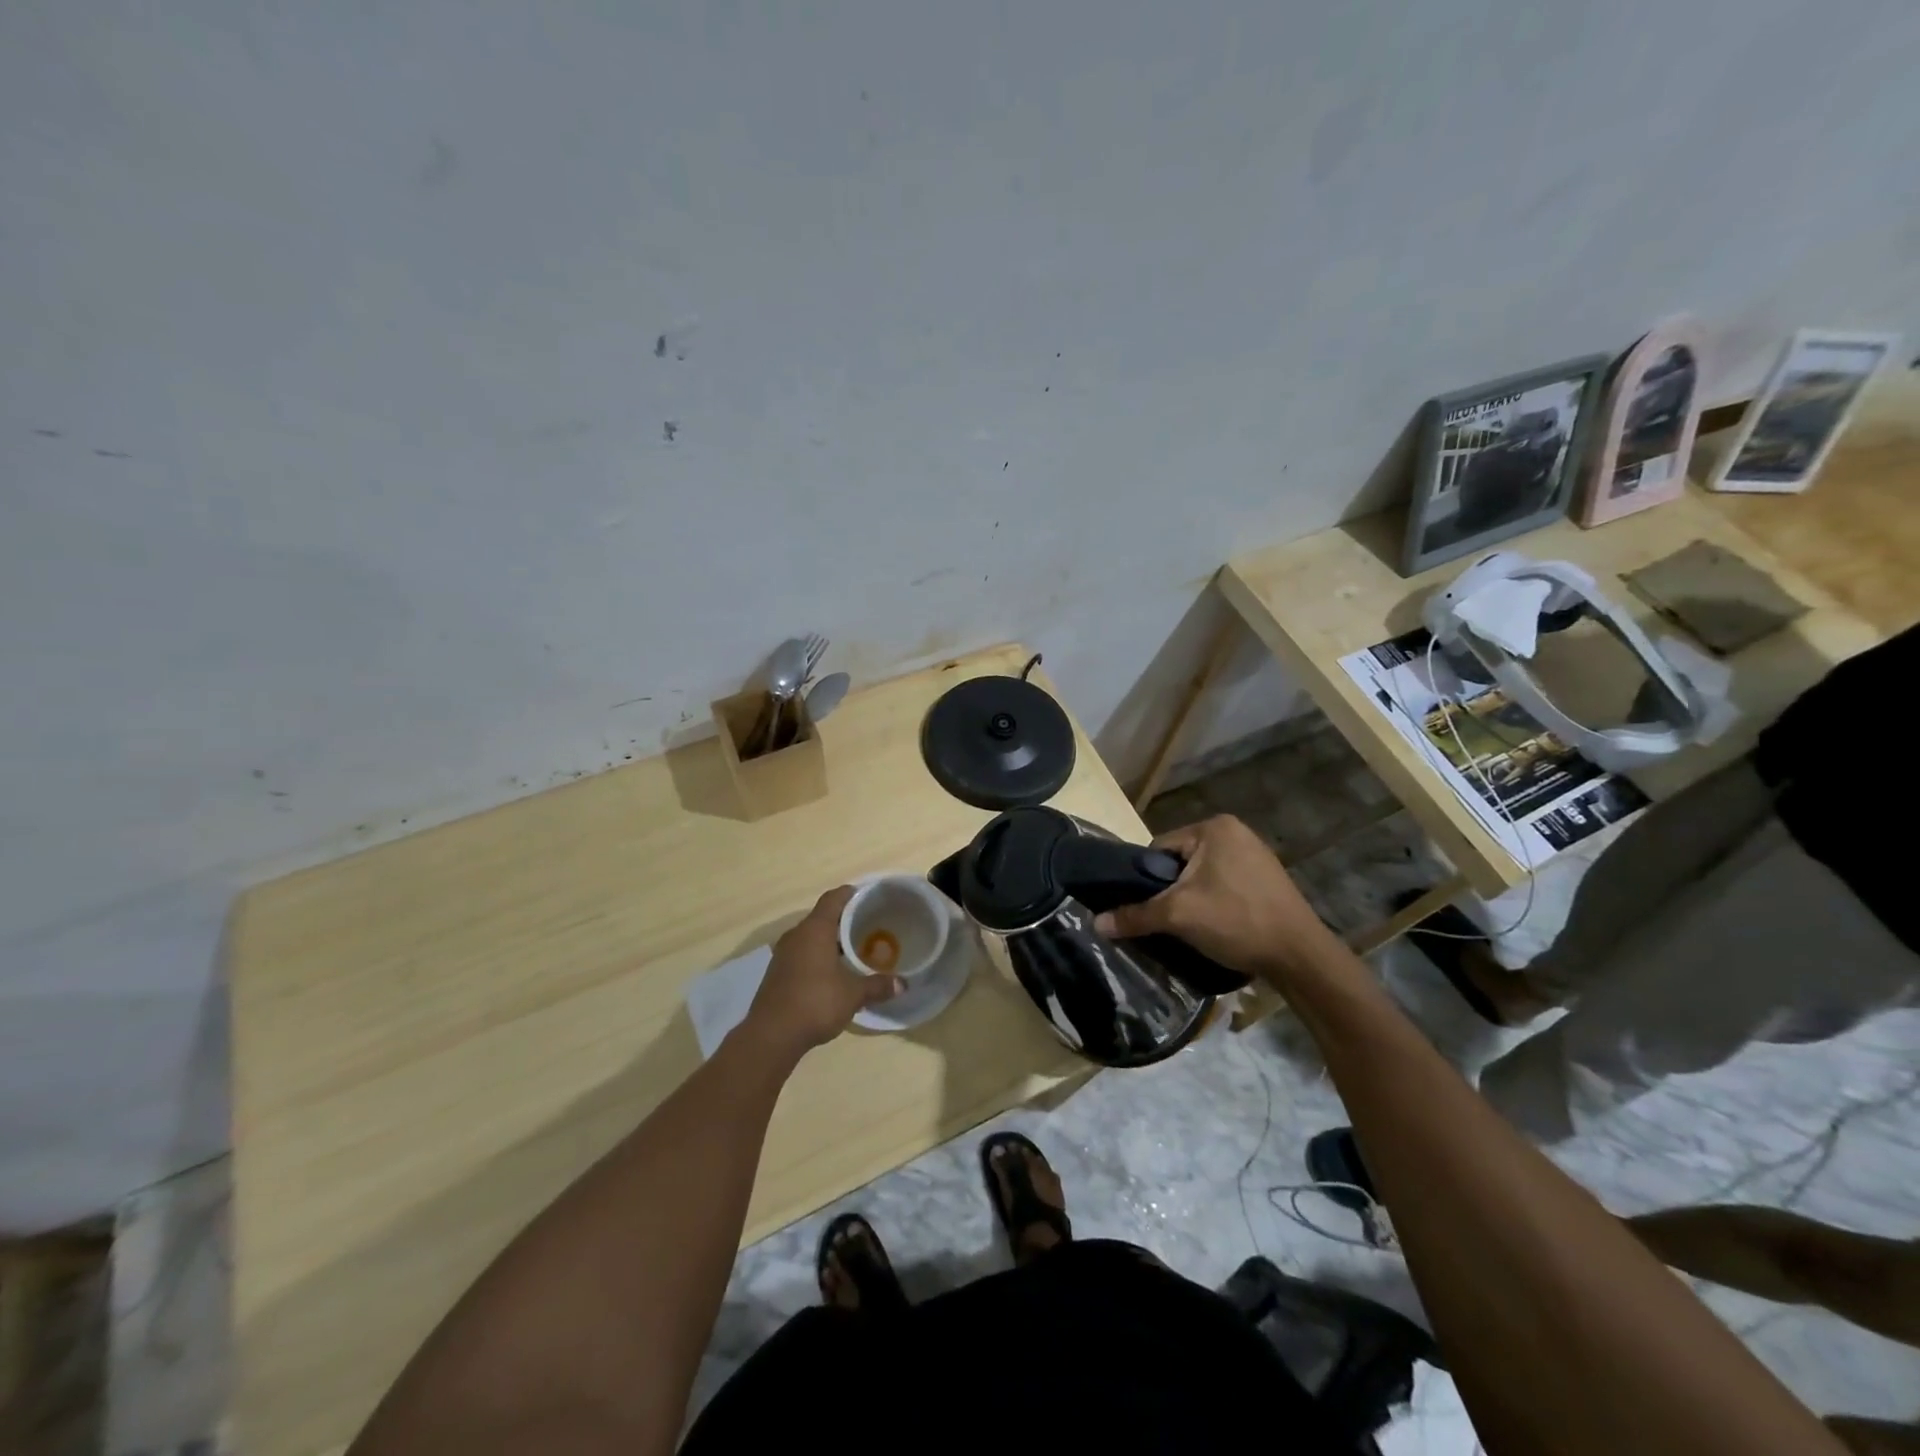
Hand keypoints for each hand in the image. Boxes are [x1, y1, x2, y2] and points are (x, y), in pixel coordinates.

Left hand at [740, 886, 901, 1059]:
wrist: (771, 1036)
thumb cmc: (815, 1003)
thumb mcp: (853, 994)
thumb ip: (878, 985)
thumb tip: (903, 984)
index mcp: (815, 929)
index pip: (834, 898)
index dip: (852, 894)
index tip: (870, 896)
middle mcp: (796, 935)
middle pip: (823, 917)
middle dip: (845, 920)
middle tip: (869, 926)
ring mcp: (783, 954)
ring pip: (811, 937)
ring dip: (830, 940)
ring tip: (854, 949)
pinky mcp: (777, 972)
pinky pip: (802, 953)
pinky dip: (818, 955)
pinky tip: (833, 972)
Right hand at [1093, 816, 1346, 987]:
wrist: (1300, 956)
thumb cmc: (1236, 921)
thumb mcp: (1178, 916)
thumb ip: (1135, 915)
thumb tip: (1095, 924)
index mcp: (1213, 827)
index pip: (1159, 847)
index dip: (1147, 879)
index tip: (1147, 907)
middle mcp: (1235, 831)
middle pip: (1180, 861)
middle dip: (1171, 890)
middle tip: (1169, 920)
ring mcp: (1255, 854)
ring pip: (1202, 875)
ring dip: (1192, 898)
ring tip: (1192, 926)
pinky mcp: (1266, 878)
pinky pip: (1224, 884)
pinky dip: (1215, 902)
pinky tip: (1217, 925)